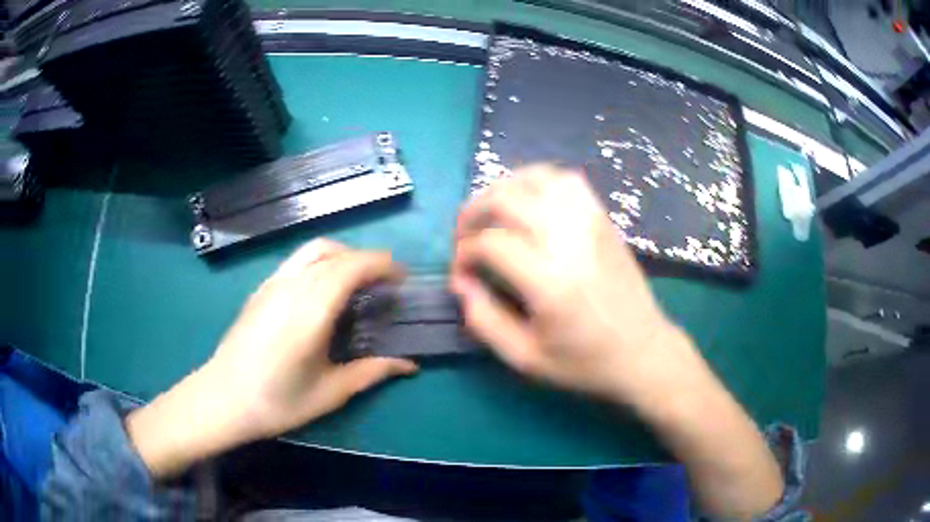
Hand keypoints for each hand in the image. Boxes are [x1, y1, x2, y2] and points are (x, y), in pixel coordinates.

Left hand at [127, 240, 416, 477]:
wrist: (223, 398)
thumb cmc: (277, 401)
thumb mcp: (330, 393)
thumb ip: (371, 372)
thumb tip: (410, 365)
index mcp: (311, 309)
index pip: (352, 267)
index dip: (382, 265)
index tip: (402, 277)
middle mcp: (292, 285)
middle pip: (336, 253)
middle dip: (367, 259)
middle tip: (386, 282)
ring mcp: (272, 283)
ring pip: (313, 249)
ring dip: (342, 255)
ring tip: (357, 280)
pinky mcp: (261, 289)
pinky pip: (297, 260)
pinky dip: (320, 261)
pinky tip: (322, 289)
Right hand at [452, 165, 783, 519]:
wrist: (643, 352)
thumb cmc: (585, 363)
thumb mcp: (525, 358)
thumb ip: (484, 320)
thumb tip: (462, 283)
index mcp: (549, 281)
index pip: (490, 243)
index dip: (463, 255)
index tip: (461, 275)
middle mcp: (569, 240)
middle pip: (505, 198)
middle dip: (472, 212)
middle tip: (464, 238)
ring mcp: (590, 223)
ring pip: (535, 178)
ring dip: (503, 189)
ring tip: (491, 214)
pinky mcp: (603, 219)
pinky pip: (566, 180)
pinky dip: (538, 181)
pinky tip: (528, 202)